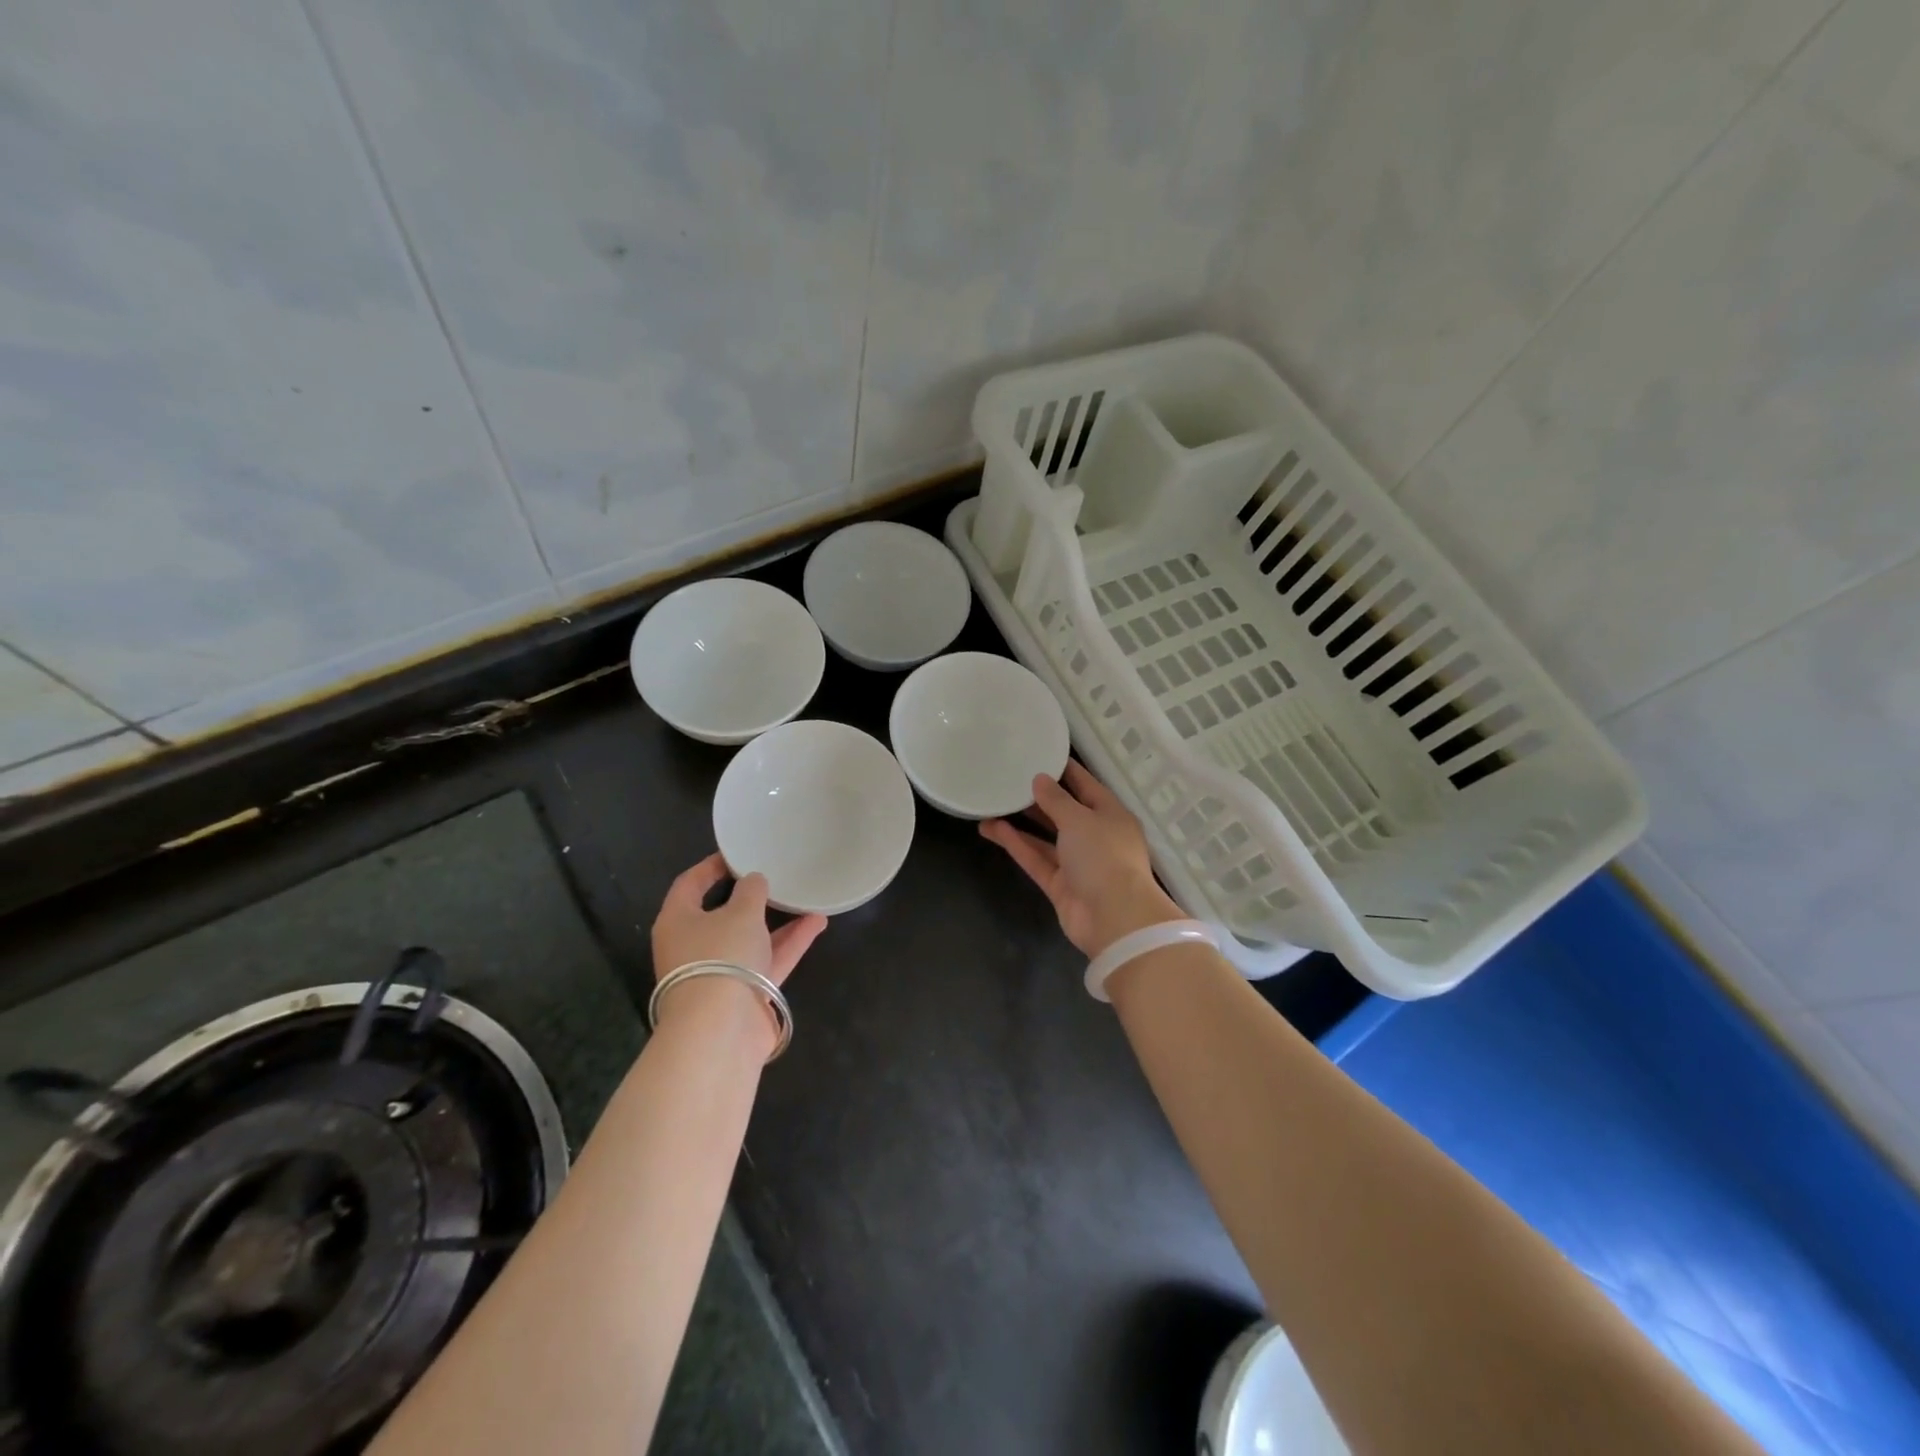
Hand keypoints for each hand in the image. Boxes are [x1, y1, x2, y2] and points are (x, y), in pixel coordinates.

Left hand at [650, 855, 827, 1048]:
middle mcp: (694, 946)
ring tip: (805, 896)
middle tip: (773, 875)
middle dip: (749, 896)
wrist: (722, 1030)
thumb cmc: (720, 956)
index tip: (738, 853)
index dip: (712, 866)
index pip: (689, 884)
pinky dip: (790, 942)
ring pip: (750, 938)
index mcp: (677, 921)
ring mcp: (720, 972)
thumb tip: (754, 881)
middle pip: (721, 914)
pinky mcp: (745, 993)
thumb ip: (751, 891)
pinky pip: (769, 959)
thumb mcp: (740, 912)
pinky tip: (817, 922)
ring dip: (778, 920)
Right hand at [979, 760, 1184, 956]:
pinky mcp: (1060, 886)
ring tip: (992, 805)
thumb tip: (1039, 779)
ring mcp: (1078, 863)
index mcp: (1110, 814)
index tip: (1039, 754)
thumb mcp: (1080, 819)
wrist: (1114, 919)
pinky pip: (1037, 859)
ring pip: (1046, 838)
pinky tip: (993, 829)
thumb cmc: (1104, 856)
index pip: (1085, 785)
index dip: (1064, 770)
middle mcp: (1095, 837)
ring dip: (1021, 823)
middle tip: (1008, 780)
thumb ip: (1057, 799)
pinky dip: (1018, 845)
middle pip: (1064, 812)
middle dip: (1038, 798)